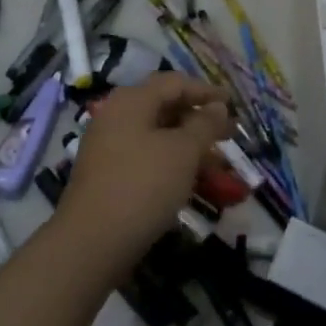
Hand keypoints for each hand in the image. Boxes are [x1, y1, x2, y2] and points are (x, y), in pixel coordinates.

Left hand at [58, 74, 229, 252]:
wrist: (91, 243)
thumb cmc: (143, 185)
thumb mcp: (183, 151)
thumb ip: (204, 124)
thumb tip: (218, 106)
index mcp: (132, 100)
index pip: (175, 83)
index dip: (207, 91)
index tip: (233, 104)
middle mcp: (117, 116)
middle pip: (165, 107)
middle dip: (199, 120)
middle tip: (229, 135)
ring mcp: (109, 146)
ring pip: (157, 136)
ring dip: (189, 146)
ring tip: (217, 164)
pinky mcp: (108, 175)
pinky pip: (147, 158)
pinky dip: (171, 163)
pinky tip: (191, 182)